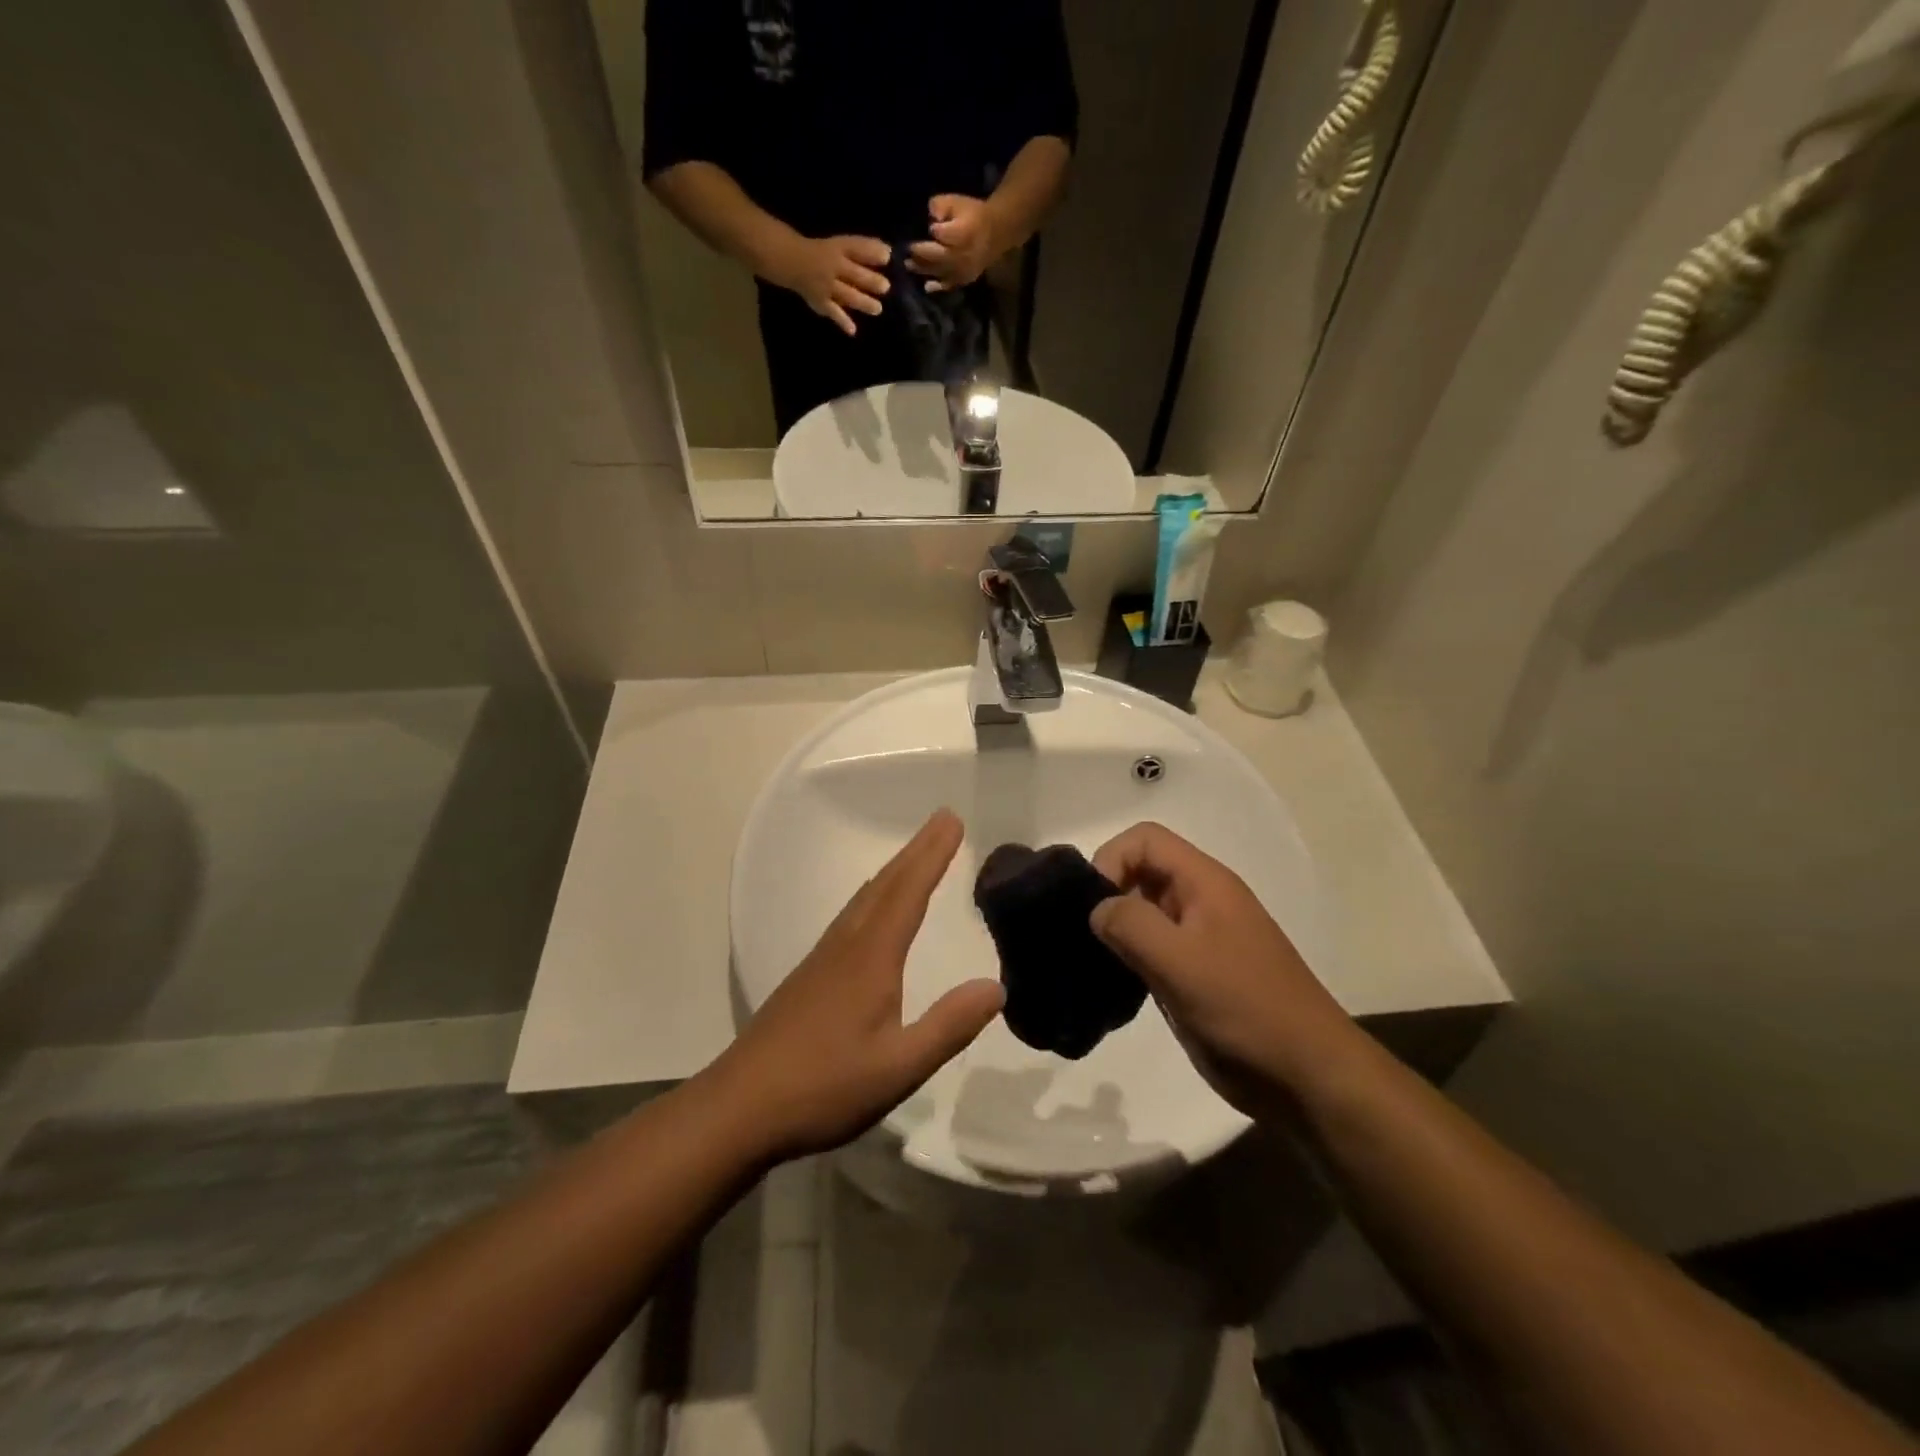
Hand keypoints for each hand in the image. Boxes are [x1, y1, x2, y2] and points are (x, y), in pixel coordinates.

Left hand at [701, 810, 1003, 1163]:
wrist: (739, 1107)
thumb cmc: (823, 1087)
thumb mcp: (898, 1068)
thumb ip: (948, 1026)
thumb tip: (996, 987)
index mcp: (871, 957)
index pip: (908, 893)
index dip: (932, 855)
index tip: (952, 820)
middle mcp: (846, 945)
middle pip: (885, 885)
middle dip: (917, 851)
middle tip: (942, 819)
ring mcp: (823, 958)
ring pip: (865, 898)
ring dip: (895, 870)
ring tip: (916, 855)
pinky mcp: (809, 976)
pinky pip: (851, 916)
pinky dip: (875, 895)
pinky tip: (874, 912)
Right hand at [771, 234, 891, 334]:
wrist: (792, 261)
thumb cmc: (824, 254)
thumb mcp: (841, 245)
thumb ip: (863, 249)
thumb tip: (889, 252)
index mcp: (838, 249)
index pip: (856, 248)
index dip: (871, 252)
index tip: (887, 257)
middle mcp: (832, 267)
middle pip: (853, 274)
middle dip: (869, 280)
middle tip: (885, 287)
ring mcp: (826, 286)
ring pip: (846, 294)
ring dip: (862, 301)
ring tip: (877, 309)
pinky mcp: (821, 302)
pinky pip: (832, 312)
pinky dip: (842, 321)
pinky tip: (852, 330)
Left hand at [906, 194, 1003, 292]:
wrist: (995, 233)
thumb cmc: (972, 214)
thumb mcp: (957, 201)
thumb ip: (940, 205)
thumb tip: (930, 215)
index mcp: (963, 232)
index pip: (941, 234)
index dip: (933, 230)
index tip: (928, 227)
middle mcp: (962, 255)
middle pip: (936, 255)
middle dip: (919, 253)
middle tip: (905, 250)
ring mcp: (963, 270)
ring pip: (939, 271)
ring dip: (922, 269)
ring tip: (908, 264)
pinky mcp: (964, 279)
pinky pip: (948, 285)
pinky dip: (937, 286)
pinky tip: (927, 286)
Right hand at [1090, 822, 1358, 1115]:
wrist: (1307, 1076)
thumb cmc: (1245, 1009)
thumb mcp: (1180, 962)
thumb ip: (1131, 924)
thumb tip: (1097, 909)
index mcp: (1205, 883)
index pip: (1144, 839)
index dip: (1111, 859)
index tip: (1091, 906)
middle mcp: (1202, 900)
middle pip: (1142, 871)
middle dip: (1108, 894)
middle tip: (1085, 937)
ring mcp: (1201, 938)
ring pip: (1144, 911)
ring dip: (1117, 929)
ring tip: (1095, 963)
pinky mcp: (1197, 973)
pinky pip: (1153, 948)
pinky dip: (1129, 957)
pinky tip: (1117, 986)